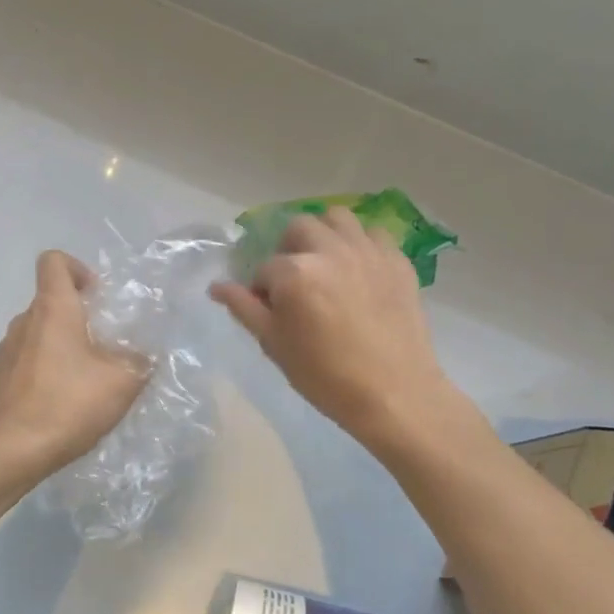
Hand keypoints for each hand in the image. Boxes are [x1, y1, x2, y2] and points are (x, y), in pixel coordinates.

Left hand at [0, 250, 149, 476]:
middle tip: (99, 350)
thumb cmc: (70, 404)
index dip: (76, 268)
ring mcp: (3, 351)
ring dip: (55, 348)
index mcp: (52, 310)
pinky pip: (20, 364)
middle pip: (48, 303)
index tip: (94, 296)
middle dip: (74, 319)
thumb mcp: (123, 382)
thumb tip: (141, 356)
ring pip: (34, 336)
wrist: (14, 450)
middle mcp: (22, 322)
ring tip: (77, 383)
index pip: (53, 262)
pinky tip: (52, 403)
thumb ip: (138, 360)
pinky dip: (37, 373)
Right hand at [210, 209, 479, 450]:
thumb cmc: (325, 376)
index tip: (271, 311)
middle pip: (298, 228)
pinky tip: (358, 270)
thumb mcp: (274, 344)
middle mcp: (330, 250)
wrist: (394, 395)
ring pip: (337, 218)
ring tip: (325, 263)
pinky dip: (360, 244)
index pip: (264, 268)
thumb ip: (244, 308)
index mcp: (294, 272)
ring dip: (323, 234)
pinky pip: (373, 234)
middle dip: (289, 250)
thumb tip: (216, 286)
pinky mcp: (397, 261)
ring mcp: (367, 252)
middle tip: (295, 281)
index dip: (262, 290)